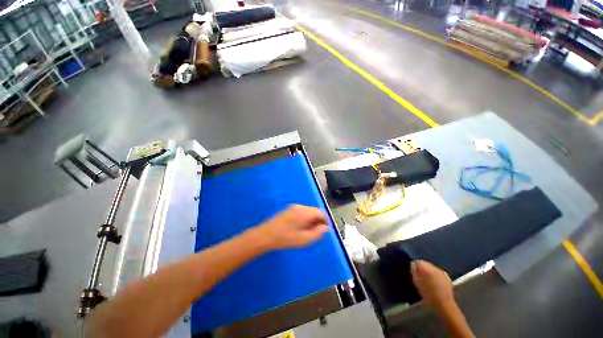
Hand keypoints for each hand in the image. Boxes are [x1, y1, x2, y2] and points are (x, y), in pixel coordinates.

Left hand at [254, 205, 328, 250]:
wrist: (266, 235)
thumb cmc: (286, 238)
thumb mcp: (304, 239)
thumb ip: (318, 233)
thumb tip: (325, 228)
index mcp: (305, 212)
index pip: (321, 213)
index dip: (325, 221)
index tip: (325, 231)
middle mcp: (300, 207)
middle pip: (315, 211)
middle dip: (318, 221)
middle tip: (315, 233)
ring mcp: (293, 207)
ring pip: (308, 212)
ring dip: (311, 220)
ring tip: (307, 232)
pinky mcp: (288, 210)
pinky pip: (301, 212)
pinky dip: (304, 219)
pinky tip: (299, 228)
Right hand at [410, 260, 454, 310]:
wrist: (444, 304)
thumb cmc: (427, 293)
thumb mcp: (416, 282)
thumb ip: (413, 270)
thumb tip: (413, 263)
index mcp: (427, 267)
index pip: (419, 261)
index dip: (416, 266)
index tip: (414, 272)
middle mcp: (435, 268)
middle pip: (427, 264)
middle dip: (423, 269)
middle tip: (420, 277)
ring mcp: (443, 273)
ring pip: (433, 269)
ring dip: (430, 272)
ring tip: (428, 281)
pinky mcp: (448, 278)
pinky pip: (439, 274)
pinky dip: (436, 276)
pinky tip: (435, 283)